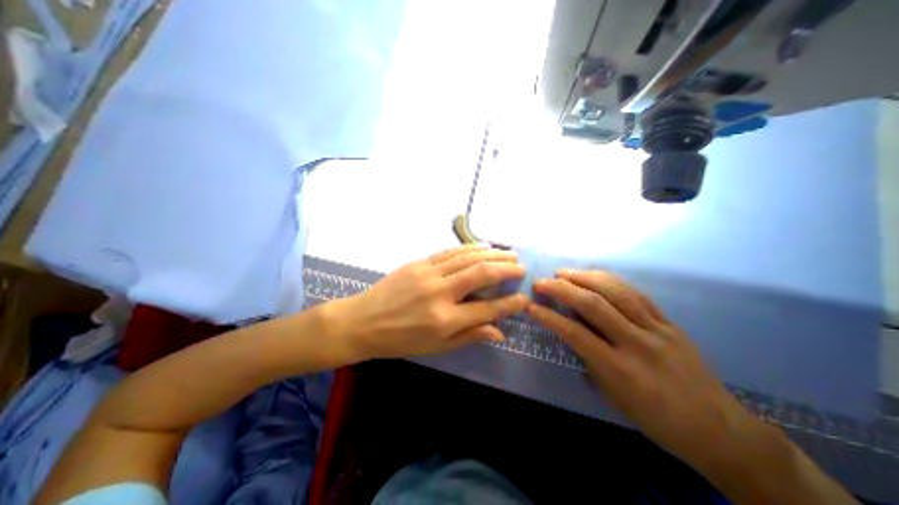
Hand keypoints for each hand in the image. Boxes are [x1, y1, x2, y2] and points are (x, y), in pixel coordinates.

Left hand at [329, 243, 527, 358]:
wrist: (362, 321)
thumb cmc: (400, 341)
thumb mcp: (436, 348)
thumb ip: (469, 336)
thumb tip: (499, 332)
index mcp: (444, 320)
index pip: (487, 309)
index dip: (509, 304)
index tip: (523, 298)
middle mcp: (440, 292)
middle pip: (481, 274)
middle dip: (506, 268)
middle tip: (521, 267)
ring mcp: (428, 273)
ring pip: (467, 257)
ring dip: (491, 253)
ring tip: (509, 253)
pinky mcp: (419, 262)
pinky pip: (450, 252)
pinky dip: (470, 247)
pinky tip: (483, 246)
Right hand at [529, 270, 772, 471]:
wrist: (720, 430)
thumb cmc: (658, 420)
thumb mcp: (614, 397)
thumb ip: (590, 361)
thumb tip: (573, 334)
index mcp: (621, 369)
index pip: (576, 334)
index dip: (549, 317)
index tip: (531, 306)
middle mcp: (638, 343)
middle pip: (594, 305)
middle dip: (563, 288)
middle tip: (542, 281)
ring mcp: (657, 329)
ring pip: (616, 292)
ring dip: (585, 277)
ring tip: (564, 272)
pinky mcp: (670, 322)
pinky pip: (637, 294)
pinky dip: (611, 280)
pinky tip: (595, 275)